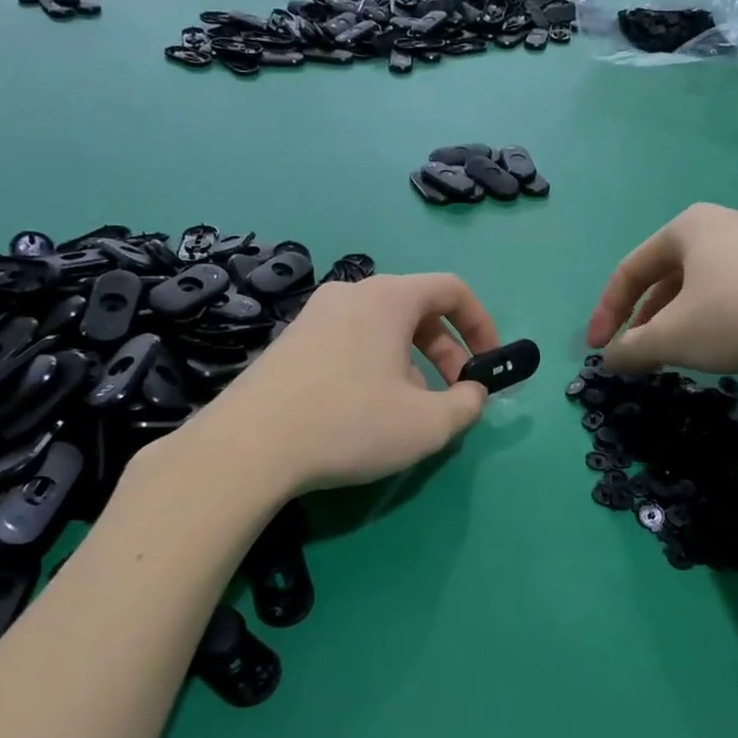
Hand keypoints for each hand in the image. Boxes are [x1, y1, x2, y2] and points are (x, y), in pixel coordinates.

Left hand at [169, 274, 499, 496]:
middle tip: (454, 395)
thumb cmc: (350, 423)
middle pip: (417, 310)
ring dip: (412, 365)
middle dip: (447, 353)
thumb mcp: (428, 424)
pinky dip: (376, 369)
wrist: (248, 447)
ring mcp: (314, 316)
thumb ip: (467, 405)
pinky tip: (365, 414)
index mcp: (388, 298)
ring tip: (409, 412)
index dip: (482, 325)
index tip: (489, 365)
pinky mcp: (290, 343)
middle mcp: (350, 294)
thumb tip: (473, 393)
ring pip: (383, 331)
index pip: (452, 290)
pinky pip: (351, 344)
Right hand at [587, 204, 737, 379]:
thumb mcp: (672, 338)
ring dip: (684, 316)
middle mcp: (730, 222)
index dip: (608, 311)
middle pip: (671, 273)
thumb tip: (610, 358)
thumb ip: (632, 348)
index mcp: (691, 226)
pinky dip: (723, 314)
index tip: (600, 349)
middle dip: (649, 316)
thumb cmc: (737, 316)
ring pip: (709, 281)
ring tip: (681, 351)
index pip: (632, 269)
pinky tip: (730, 342)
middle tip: (641, 352)